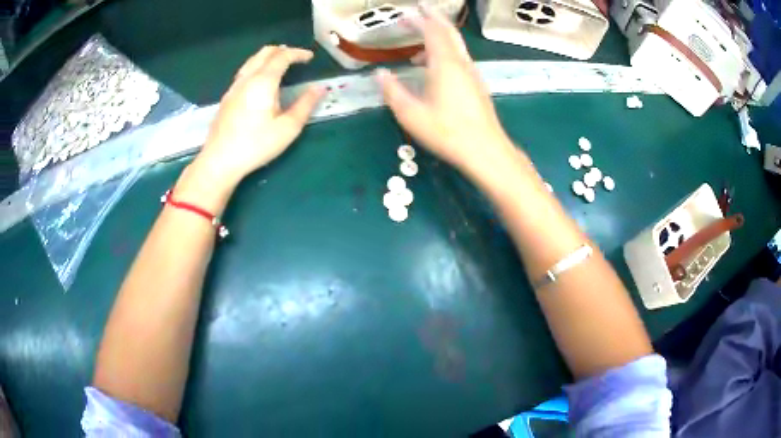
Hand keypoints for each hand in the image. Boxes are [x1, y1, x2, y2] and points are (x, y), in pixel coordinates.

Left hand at [196, 45, 325, 185]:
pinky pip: (244, 72)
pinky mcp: (226, 98)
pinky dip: (257, 67)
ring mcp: (233, 87)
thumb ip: (305, 105)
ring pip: (252, 60)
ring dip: (268, 57)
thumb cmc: (256, 145)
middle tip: (296, 57)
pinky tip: (260, 81)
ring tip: (280, 64)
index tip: (310, 57)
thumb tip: (320, 88)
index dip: (298, 53)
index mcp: (263, 81)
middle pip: (264, 53)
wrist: (220, 160)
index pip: (282, 56)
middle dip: (283, 50)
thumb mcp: (288, 128)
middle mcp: (247, 78)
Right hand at [375, 9, 514, 176]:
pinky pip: (459, 59)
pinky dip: (444, 54)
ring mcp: (472, 73)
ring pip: (455, 45)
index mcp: (445, 64)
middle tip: (419, 11)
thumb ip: (392, 91)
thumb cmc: (447, 132)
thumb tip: (379, 73)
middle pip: (448, 31)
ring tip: (416, 49)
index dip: (418, 20)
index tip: (403, 16)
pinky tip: (433, 70)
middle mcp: (462, 63)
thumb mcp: (411, 114)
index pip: (432, 31)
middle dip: (433, 18)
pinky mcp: (477, 85)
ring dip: (437, 39)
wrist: (485, 150)